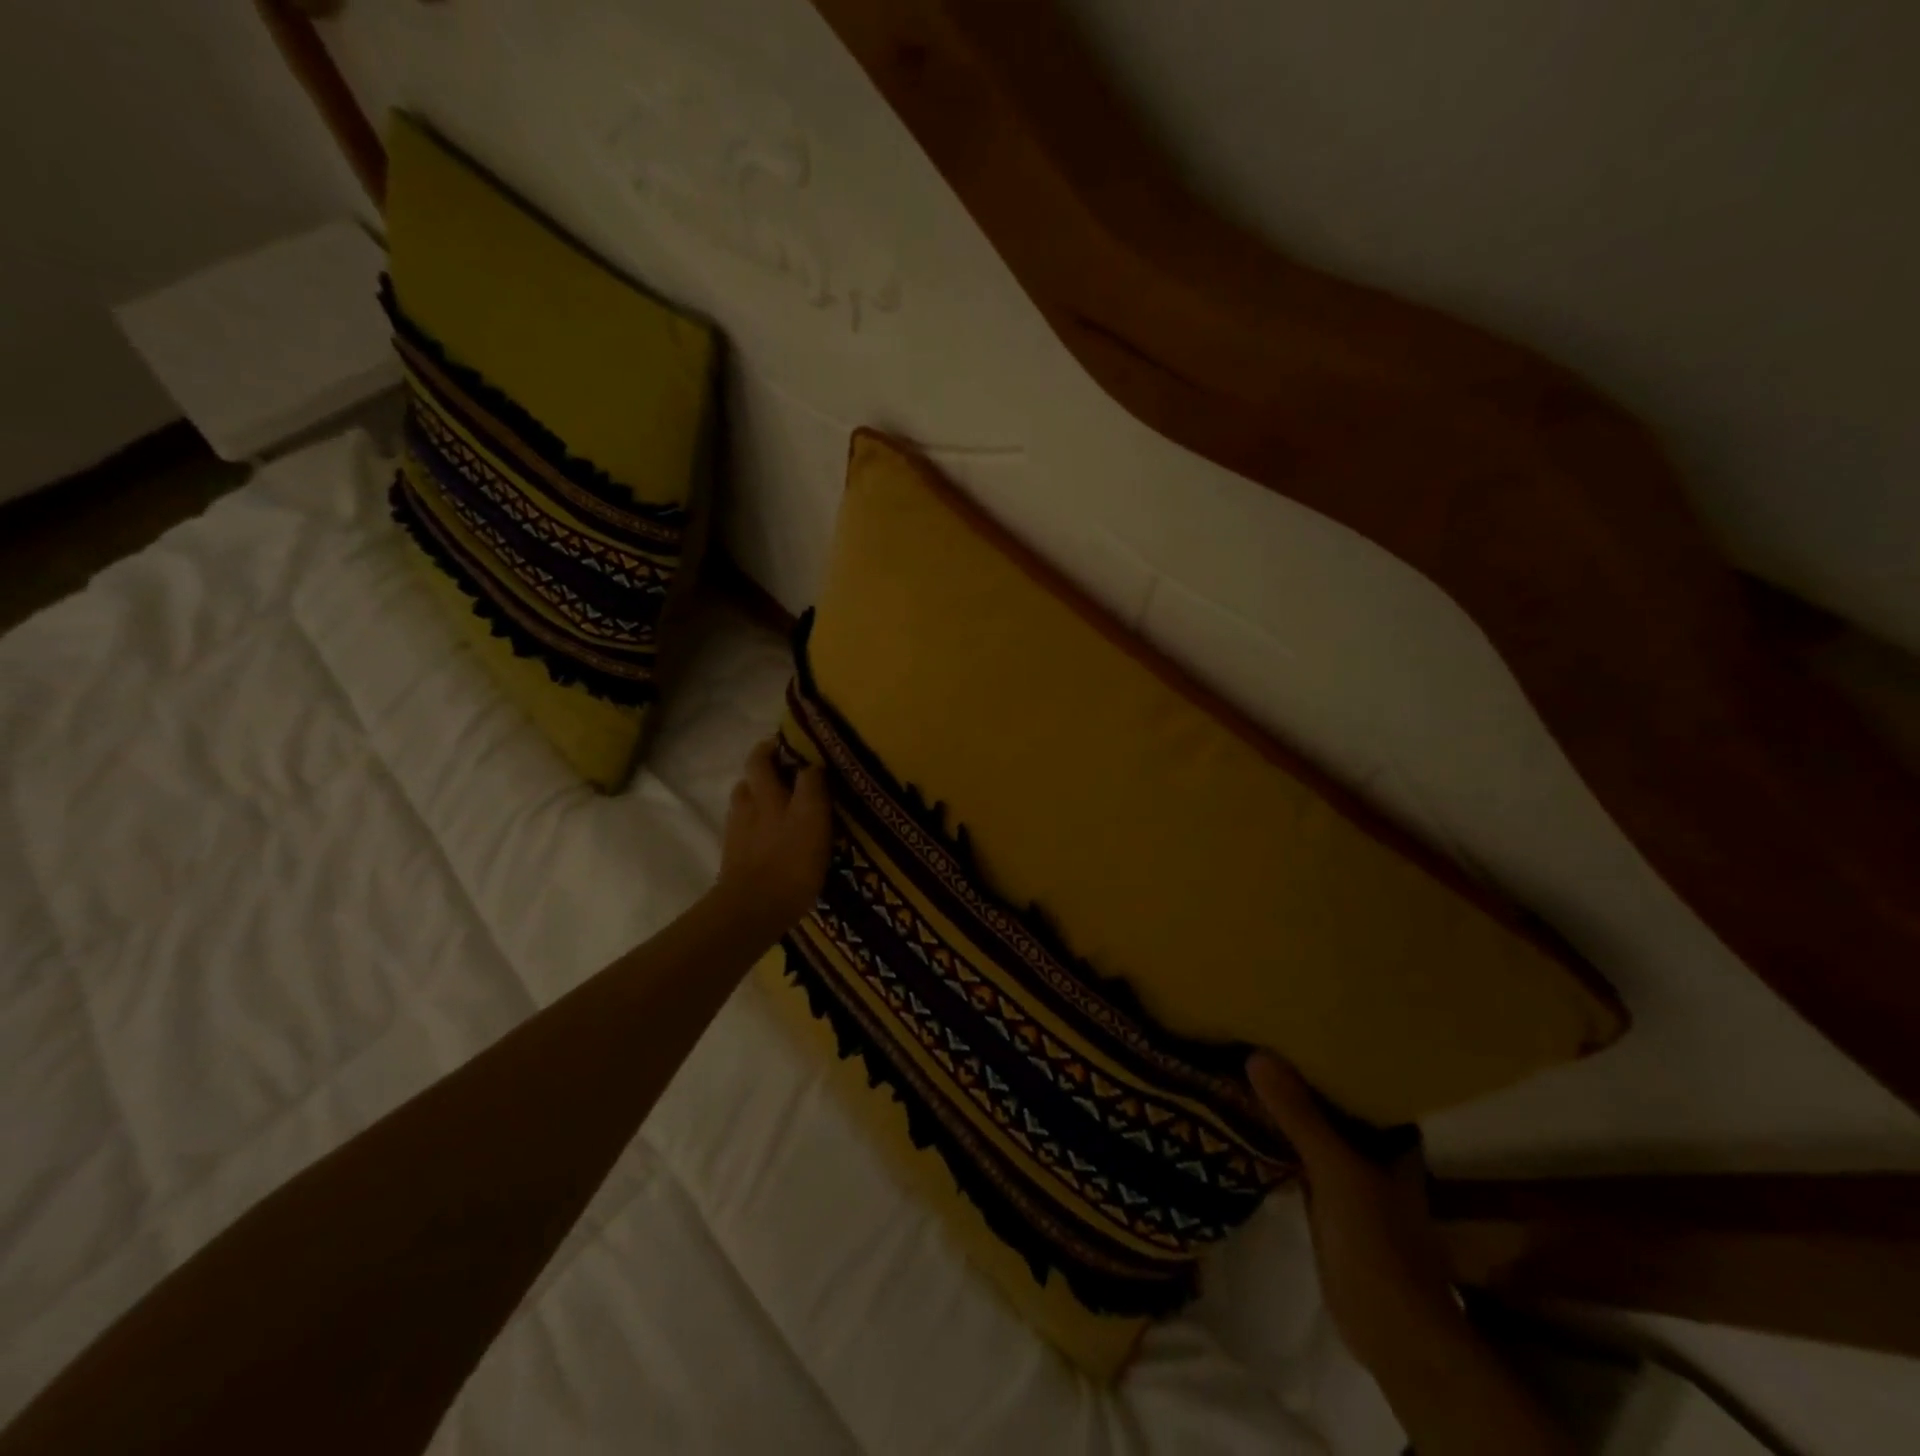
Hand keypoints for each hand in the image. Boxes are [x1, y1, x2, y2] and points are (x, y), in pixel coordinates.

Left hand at [714, 739, 831, 936]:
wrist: (754, 909)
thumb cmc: (791, 862)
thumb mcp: (813, 818)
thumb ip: (812, 788)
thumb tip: (812, 765)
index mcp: (767, 793)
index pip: (768, 758)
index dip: (782, 749)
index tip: (798, 746)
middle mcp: (749, 805)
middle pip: (751, 776)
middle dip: (763, 764)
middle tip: (785, 765)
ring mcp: (737, 832)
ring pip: (744, 800)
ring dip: (756, 793)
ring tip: (776, 799)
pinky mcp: (734, 858)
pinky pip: (743, 829)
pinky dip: (754, 823)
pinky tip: (767, 834)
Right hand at [1247, 1052, 1465, 1376]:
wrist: (1390, 1329)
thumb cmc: (1378, 1242)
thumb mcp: (1337, 1171)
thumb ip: (1299, 1116)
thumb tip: (1256, 1055)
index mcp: (1390, 1135)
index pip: (1359, 1076)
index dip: (1330, 1047)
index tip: (1293, 1013)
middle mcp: (1372, 1147)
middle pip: (1331, 1098)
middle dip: (1297, 1069)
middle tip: (1256, 1028)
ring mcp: (1348, 1172)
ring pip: (1311, 1124)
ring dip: (1284, 1102)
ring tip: (1243, 1058)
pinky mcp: (1325, 1196)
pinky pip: (1296, 1151)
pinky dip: (1276, 1134)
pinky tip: (1245, 1113)